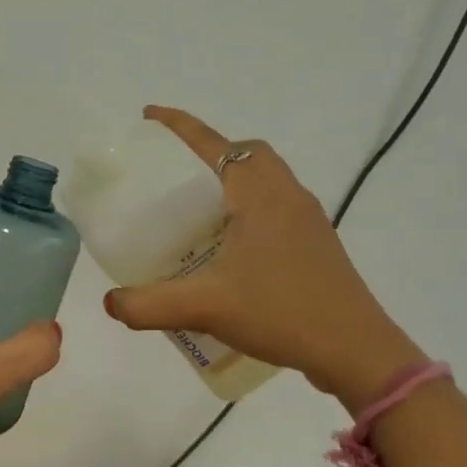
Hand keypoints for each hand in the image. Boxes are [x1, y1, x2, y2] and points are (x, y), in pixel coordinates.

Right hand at [102, 106, 422, 411]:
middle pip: (248, 153)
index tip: (149, 115)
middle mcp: (287, 195)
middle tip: (176, 176)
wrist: (355, 351)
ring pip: (267, 178)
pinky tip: (231, 248)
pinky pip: (277, 205)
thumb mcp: (204, 308)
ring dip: (233, 179)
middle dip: (210, 152)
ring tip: (199, 211)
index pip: (214, 144)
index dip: (179, 125)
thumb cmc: (281, 313)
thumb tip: (110, 303)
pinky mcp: (317, 243)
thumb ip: (148, 305)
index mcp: (259, 195)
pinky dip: (250, 206)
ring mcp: (308, 219)